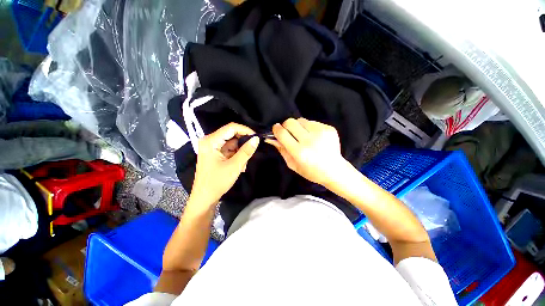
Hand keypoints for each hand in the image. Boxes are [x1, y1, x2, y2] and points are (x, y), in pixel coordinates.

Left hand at [190, 123, 259, 206]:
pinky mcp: (215, 153)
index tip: (256, 137)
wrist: (204, 198)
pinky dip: (237, 155)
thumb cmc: (217, 182)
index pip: (231, 128)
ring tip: (244, 164)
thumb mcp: (235, 166)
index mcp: (210, 141)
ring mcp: (212, 147)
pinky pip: (230, 149)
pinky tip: (240, 165)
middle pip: (231, 134)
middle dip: (243, 142)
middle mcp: (210, 141)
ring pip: (232, 143)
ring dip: (241, 151)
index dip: (245, 130)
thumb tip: (256, 138)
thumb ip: (246, 151)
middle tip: (252, 150)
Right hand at [267, 118, 347, 185]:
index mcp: (299, 152)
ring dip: (298, 126)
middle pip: (290, 122)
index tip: (276, 129)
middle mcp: (310, 140)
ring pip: (301, 120)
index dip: (276, 129)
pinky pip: (312, 122)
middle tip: (289, 133)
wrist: (334, 170)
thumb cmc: (311, 171)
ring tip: (303, 136)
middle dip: (286, 126)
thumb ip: (281, 150)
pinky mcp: (329, 128)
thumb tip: (271, 138)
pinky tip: (314, 137)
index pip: (282, 133)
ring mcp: (321, 133)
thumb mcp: (292, 165)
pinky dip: (309, 128)